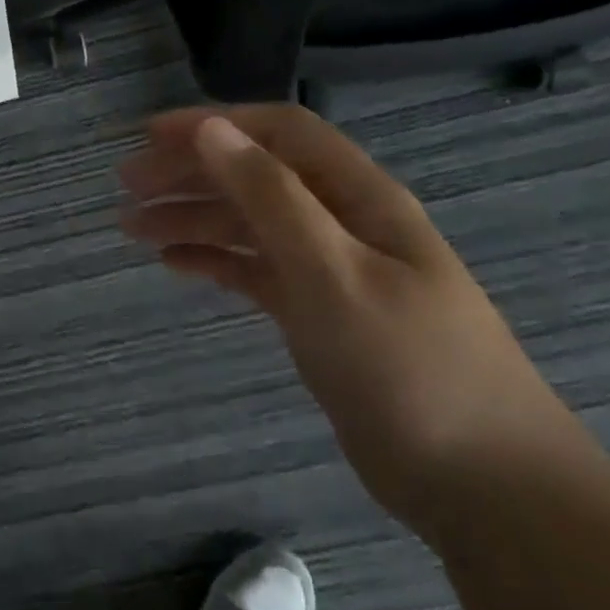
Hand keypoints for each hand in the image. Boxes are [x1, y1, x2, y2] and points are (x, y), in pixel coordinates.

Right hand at [118, 104, 567, 525]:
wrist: (482, 485)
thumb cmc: (408, 367)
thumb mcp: (332, 272)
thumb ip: (271, 197)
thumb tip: (213, 130)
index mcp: (359, 198)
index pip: (279, 133)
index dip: (214, 124)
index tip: (148, 137)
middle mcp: (342, 223)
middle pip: (256, 176)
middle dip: (190, 172)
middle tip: (126, 187)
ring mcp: (331, 270)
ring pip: (249, 224)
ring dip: (191, 217)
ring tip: (132, 228)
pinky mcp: (318, 313)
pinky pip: (254, 270)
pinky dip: (213, 260)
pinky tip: (173, 264)